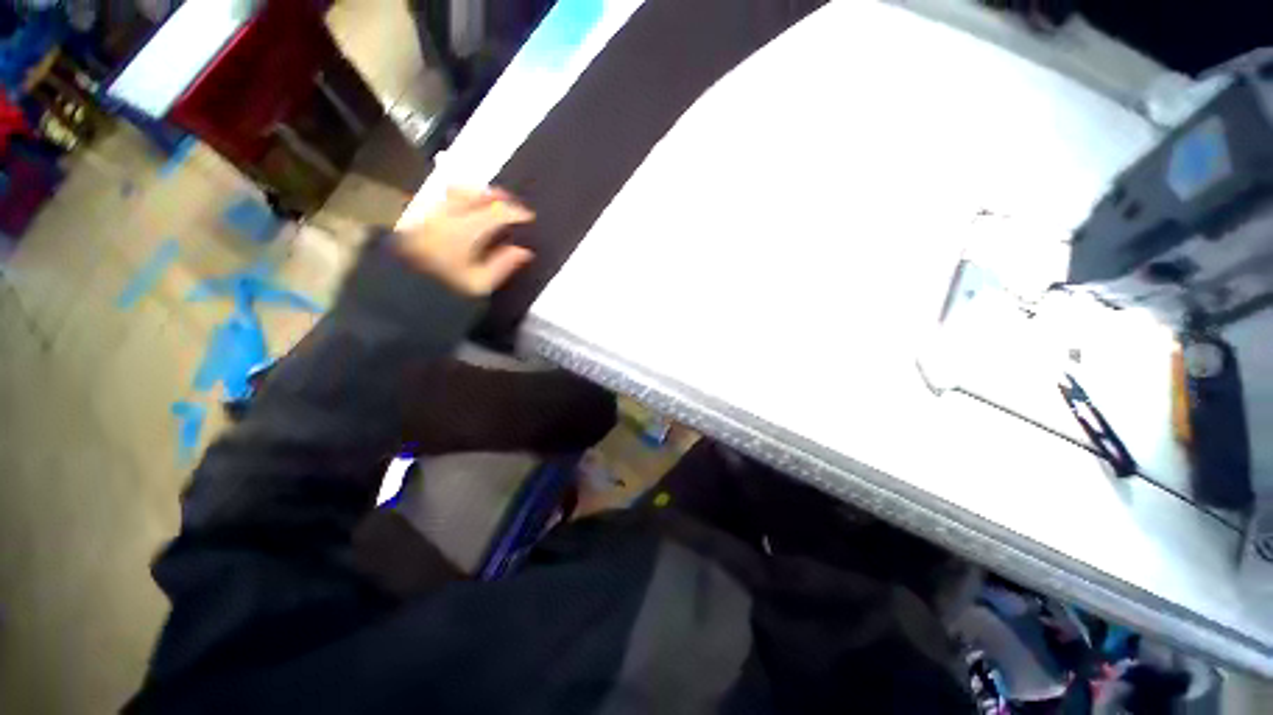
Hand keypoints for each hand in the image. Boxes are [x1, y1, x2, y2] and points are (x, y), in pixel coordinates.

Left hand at [395, 187, 535, 296]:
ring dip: (476, 193)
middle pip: (473, 193)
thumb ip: (503, 265)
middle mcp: (445, 217)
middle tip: (510, 202)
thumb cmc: (445, 289)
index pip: (495, 212)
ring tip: (489, 202)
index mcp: (463, 232)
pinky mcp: (418, 219)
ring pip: (455, 192)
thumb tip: (523, 251)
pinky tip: (467, 211)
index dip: (515, 212)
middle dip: (495, 195)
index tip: (528, 217)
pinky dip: (460, 199)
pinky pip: (443, 200)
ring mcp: (429, 216)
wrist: (401, 292)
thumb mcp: (480, 284)